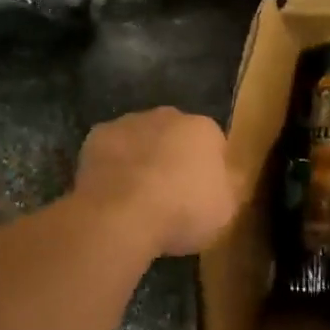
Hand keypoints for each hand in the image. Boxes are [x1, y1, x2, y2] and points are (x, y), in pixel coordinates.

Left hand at [73, 108, 240, 256]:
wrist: (122, 213)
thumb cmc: (183, 211)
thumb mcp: (225, 209)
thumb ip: (230, 186)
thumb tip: (232, 175)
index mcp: (204, 129)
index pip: (213, 142)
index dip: (208, 168)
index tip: (202, 194)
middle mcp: (169, 116)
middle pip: (175, 135)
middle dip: (174, 156)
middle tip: (170, 193)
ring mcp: (130, 122)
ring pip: (141, 138)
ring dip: (142, 157)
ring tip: (137, 196)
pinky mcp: (97, 135)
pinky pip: (111, 149)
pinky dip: (112, 164)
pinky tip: (111, 191)